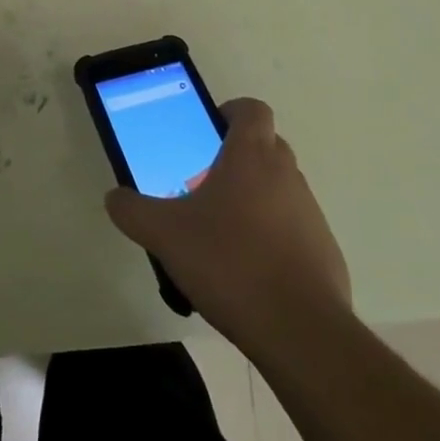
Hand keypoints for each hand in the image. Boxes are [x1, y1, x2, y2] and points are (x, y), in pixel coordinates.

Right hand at [106, 98, 351, 356]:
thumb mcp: (165, 235)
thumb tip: (114, 197)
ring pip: (280, 188)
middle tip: (204, 185)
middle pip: (266, 146)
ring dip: (255, 199)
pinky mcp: (325, 251)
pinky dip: (274, 238)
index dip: (231, 112)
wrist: (300, 331)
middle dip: (237, 158)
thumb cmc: (230, 263)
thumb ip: (133, 211)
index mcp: (252, 155)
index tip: (208, 133)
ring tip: (222, 235)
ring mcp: (311, 212)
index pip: (251, 109)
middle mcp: (287, 173)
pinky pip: (295, 229)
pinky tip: (249, 272)